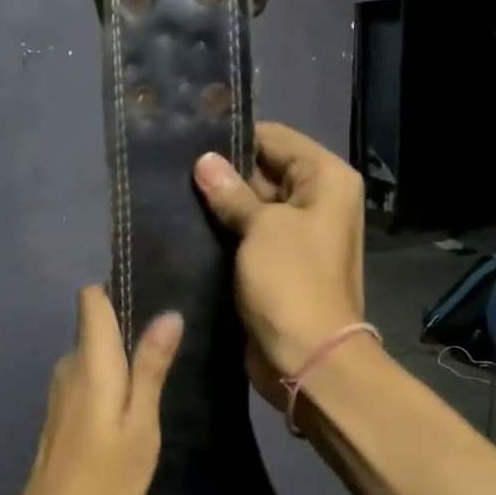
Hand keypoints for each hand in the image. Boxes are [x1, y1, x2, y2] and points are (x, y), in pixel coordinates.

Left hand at [0, 286, 182, 494]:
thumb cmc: (106, 480)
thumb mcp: (141, 424)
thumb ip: (151, 368)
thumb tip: (168, 314)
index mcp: (89, 362)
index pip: (91, 300)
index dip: (116, 292)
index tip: (151, 301)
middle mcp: (68, 368)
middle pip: (93, 326)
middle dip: (127, 328)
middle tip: (170, 349)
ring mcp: (59, 393)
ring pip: (91, 355)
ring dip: (120, 360)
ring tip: (158, 377)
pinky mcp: (59, 416)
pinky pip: (87, 380)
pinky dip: (109, 383)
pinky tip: (131, 408)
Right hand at [193, 122, 366, 399]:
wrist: (307, 357)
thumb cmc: (291, 282)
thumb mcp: (262, 228)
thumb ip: (232, 192)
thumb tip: (205, 161)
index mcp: (326, 180)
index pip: (276, 139)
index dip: (235, 137)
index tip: (189, 138)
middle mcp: (316, 201)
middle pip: (264, 171)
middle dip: (222, 172)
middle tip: (170, 168)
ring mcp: (296, 235)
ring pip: (251, 206)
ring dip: (219, 205)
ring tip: (169, 193)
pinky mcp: (276, 264)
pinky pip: (247, 237)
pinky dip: (222, 233)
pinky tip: (184, 225)